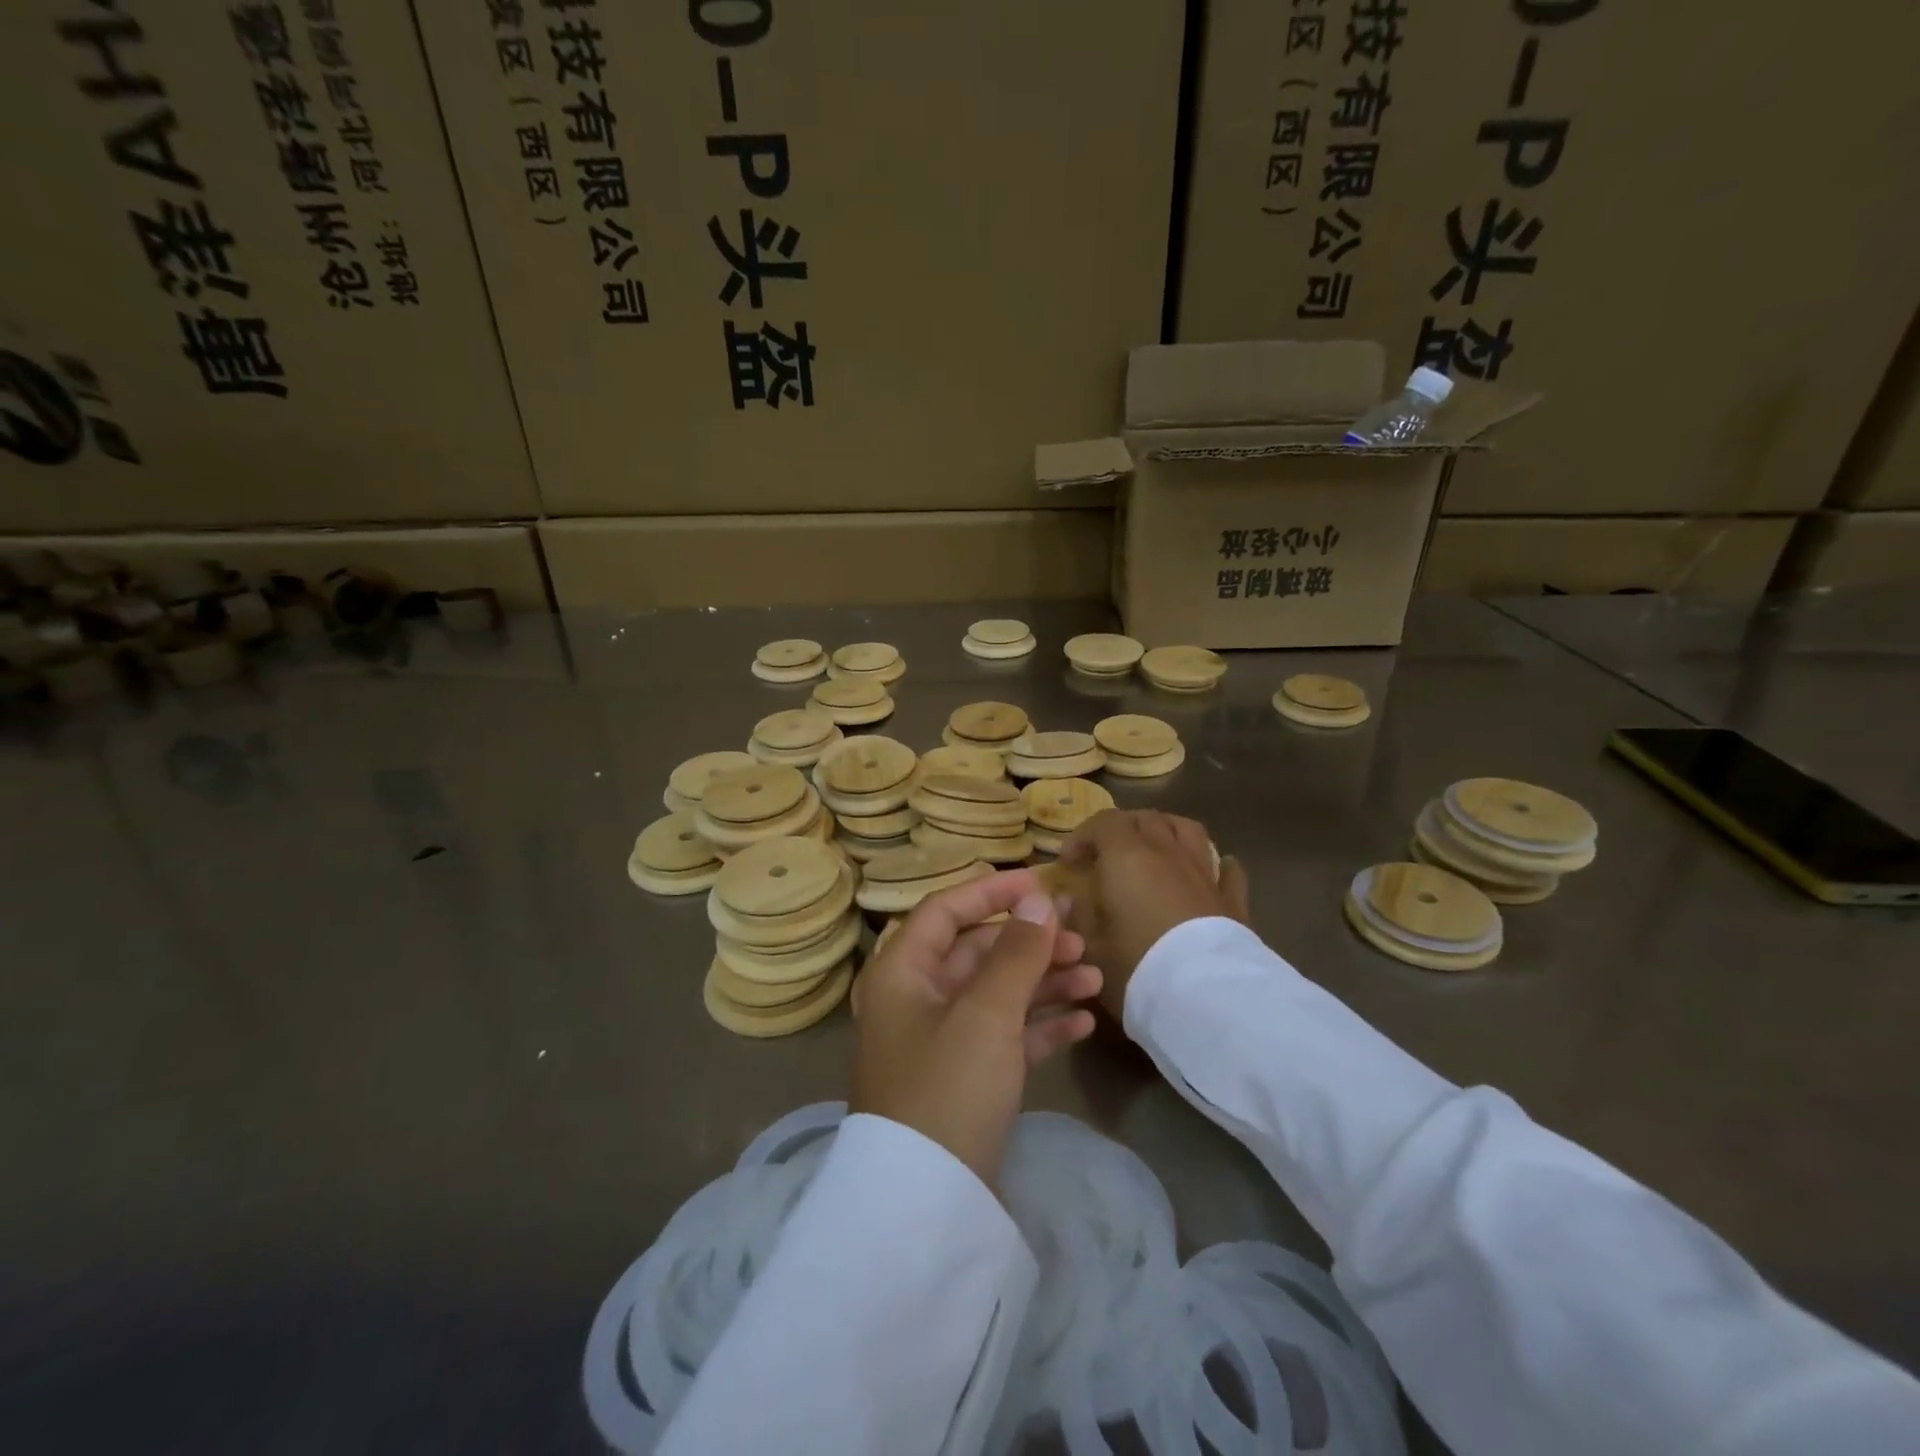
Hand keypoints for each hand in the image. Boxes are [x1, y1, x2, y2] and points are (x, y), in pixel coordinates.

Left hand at [851, 869, 1101, 1190]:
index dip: (992, 892)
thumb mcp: (985, 1014)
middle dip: (1029, 942)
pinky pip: (1004, 1036)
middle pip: (977, 952)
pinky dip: (1039, 1026)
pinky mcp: (964, 1079)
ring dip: (1043, 983)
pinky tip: (1083, 1023)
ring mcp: (940, 1041)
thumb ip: (1015, 953)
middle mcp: (917, 999)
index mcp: (903, 972)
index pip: (945, 910)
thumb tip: (1039, 899)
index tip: (1041, 883)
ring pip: (996, 994)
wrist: (926, 1207)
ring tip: (1095, 978)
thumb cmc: (947, 1087)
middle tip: (1082, 936)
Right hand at [1054, 810, 1249, 1019]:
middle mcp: (1167, 853)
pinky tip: (1213, 870)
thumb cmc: (1135, 966)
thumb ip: (1078, 915)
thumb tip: (1071, 899)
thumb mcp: (1090, 945)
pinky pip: (1228, 870)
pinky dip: (1217, 864)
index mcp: (1127, 856)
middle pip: (1145, 819)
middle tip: (1107, 854)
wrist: (1204, 998)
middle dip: (1122, 829)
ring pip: (1187, 830)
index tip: (1069, 862)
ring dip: (1167, 830)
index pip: (1104, 822)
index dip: (1083, 835)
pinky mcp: (1233, 900)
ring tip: (1155, 846)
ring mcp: (1205, 873)